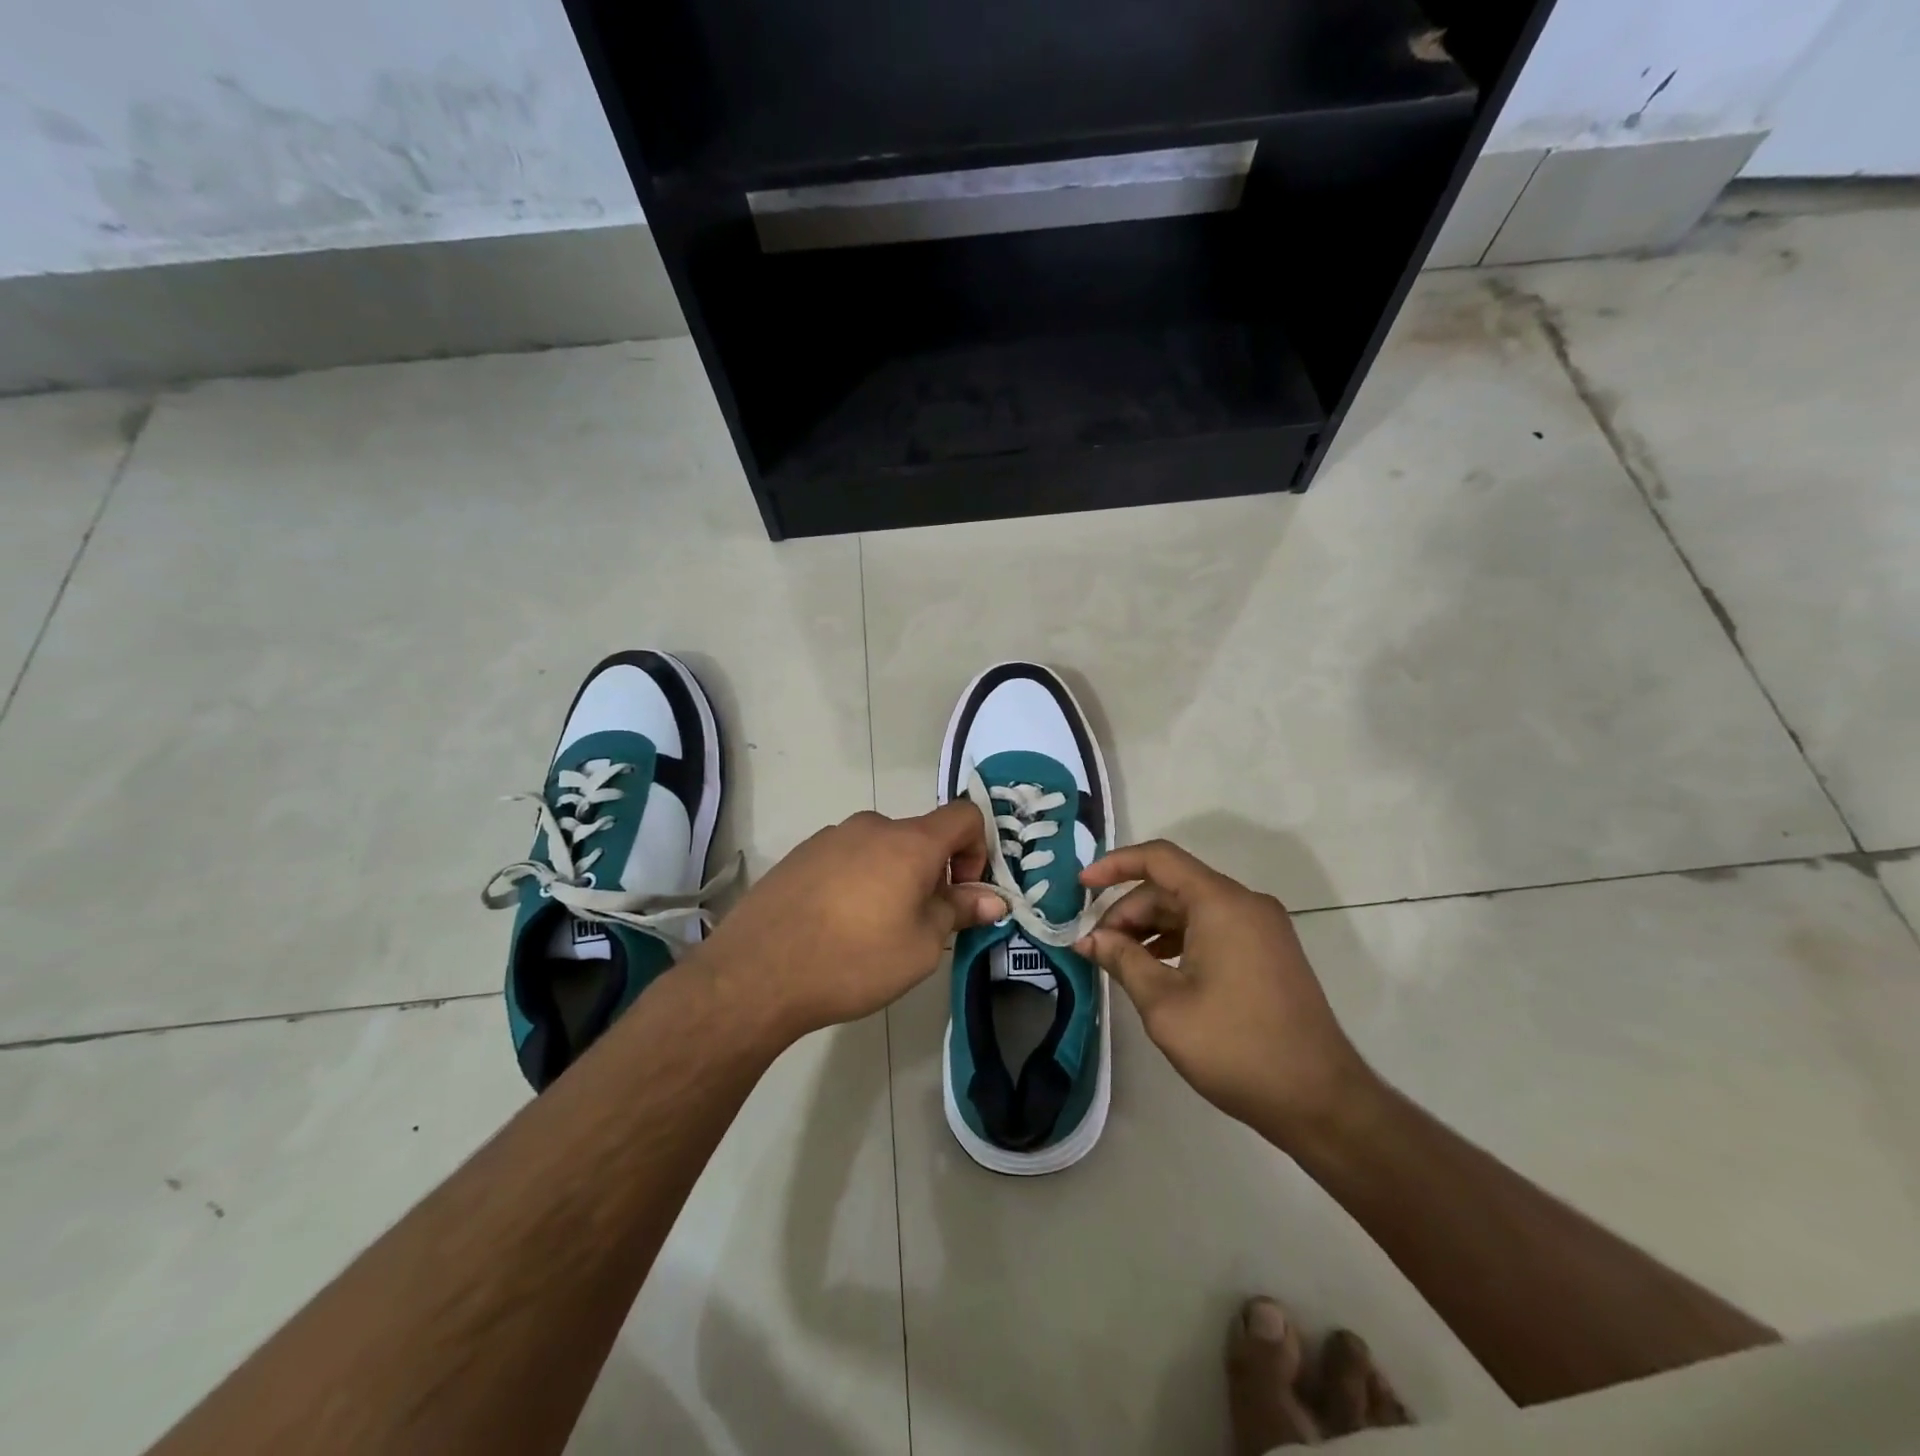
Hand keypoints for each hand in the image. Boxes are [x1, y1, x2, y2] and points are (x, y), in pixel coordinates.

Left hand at [696, 803, 1005, 1043]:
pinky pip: (846, 858)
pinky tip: (835, 925)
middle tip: (920, 923)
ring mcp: (830, 837)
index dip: (977, 849)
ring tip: (873, 930)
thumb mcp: (921, 946)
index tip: (962, 893)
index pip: (964, 816)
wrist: (756, 973)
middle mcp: (871, 826)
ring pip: (881, 849)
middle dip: (933, 872)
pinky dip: (858, 881)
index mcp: (910, 842)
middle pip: (920, 836)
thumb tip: (994, 898)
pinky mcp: (800, 855)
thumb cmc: (854, 960)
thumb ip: (960, 912)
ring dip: (893, 877)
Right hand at [1076, 841, 1370, 1144]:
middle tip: (1096, 946)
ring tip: (1120, 961)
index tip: (1080, 887)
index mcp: (1221, 903)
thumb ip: (1123, 961)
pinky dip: (1178, 940)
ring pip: (1192, 908)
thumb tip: (1090, 938)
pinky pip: (1213, 928)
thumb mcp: (1165, 1005)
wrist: (1320, 1100)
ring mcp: (1262, 928)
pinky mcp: (1269, 952)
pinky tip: (1156, 971)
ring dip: (1151, 927)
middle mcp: (1245, 903)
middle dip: (1129, 910)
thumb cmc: (1236, 1047)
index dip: (1114, 865)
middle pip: (1173, 886)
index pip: (1159, 858)